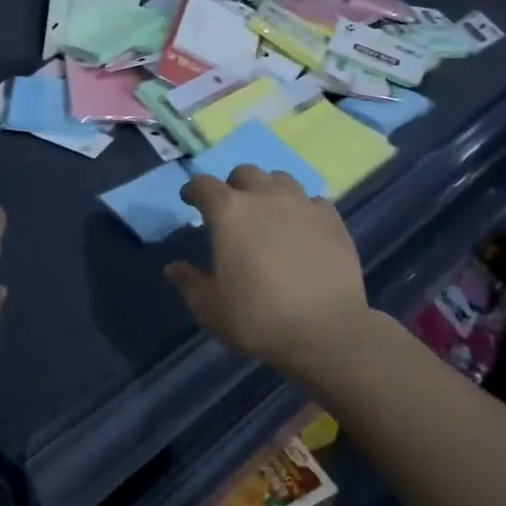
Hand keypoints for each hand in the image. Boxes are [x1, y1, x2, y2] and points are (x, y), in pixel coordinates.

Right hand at [164, 165, 373, 380]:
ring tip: (269, 212)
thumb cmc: (258, 318)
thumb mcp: (210, 308)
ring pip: (280, 179)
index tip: (190, 201)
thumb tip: (173, 268)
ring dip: (269, 190)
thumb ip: (189, 283)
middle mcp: (264, 197)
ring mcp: (302, 204)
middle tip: (233, 210)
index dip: (193, 190)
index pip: (203, 184)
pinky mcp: (331, 219)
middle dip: (234, 186)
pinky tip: (302, 228)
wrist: (326, 332)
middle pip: (245, 173)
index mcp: (229, 212)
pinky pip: (312, 201)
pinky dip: (302, 209)